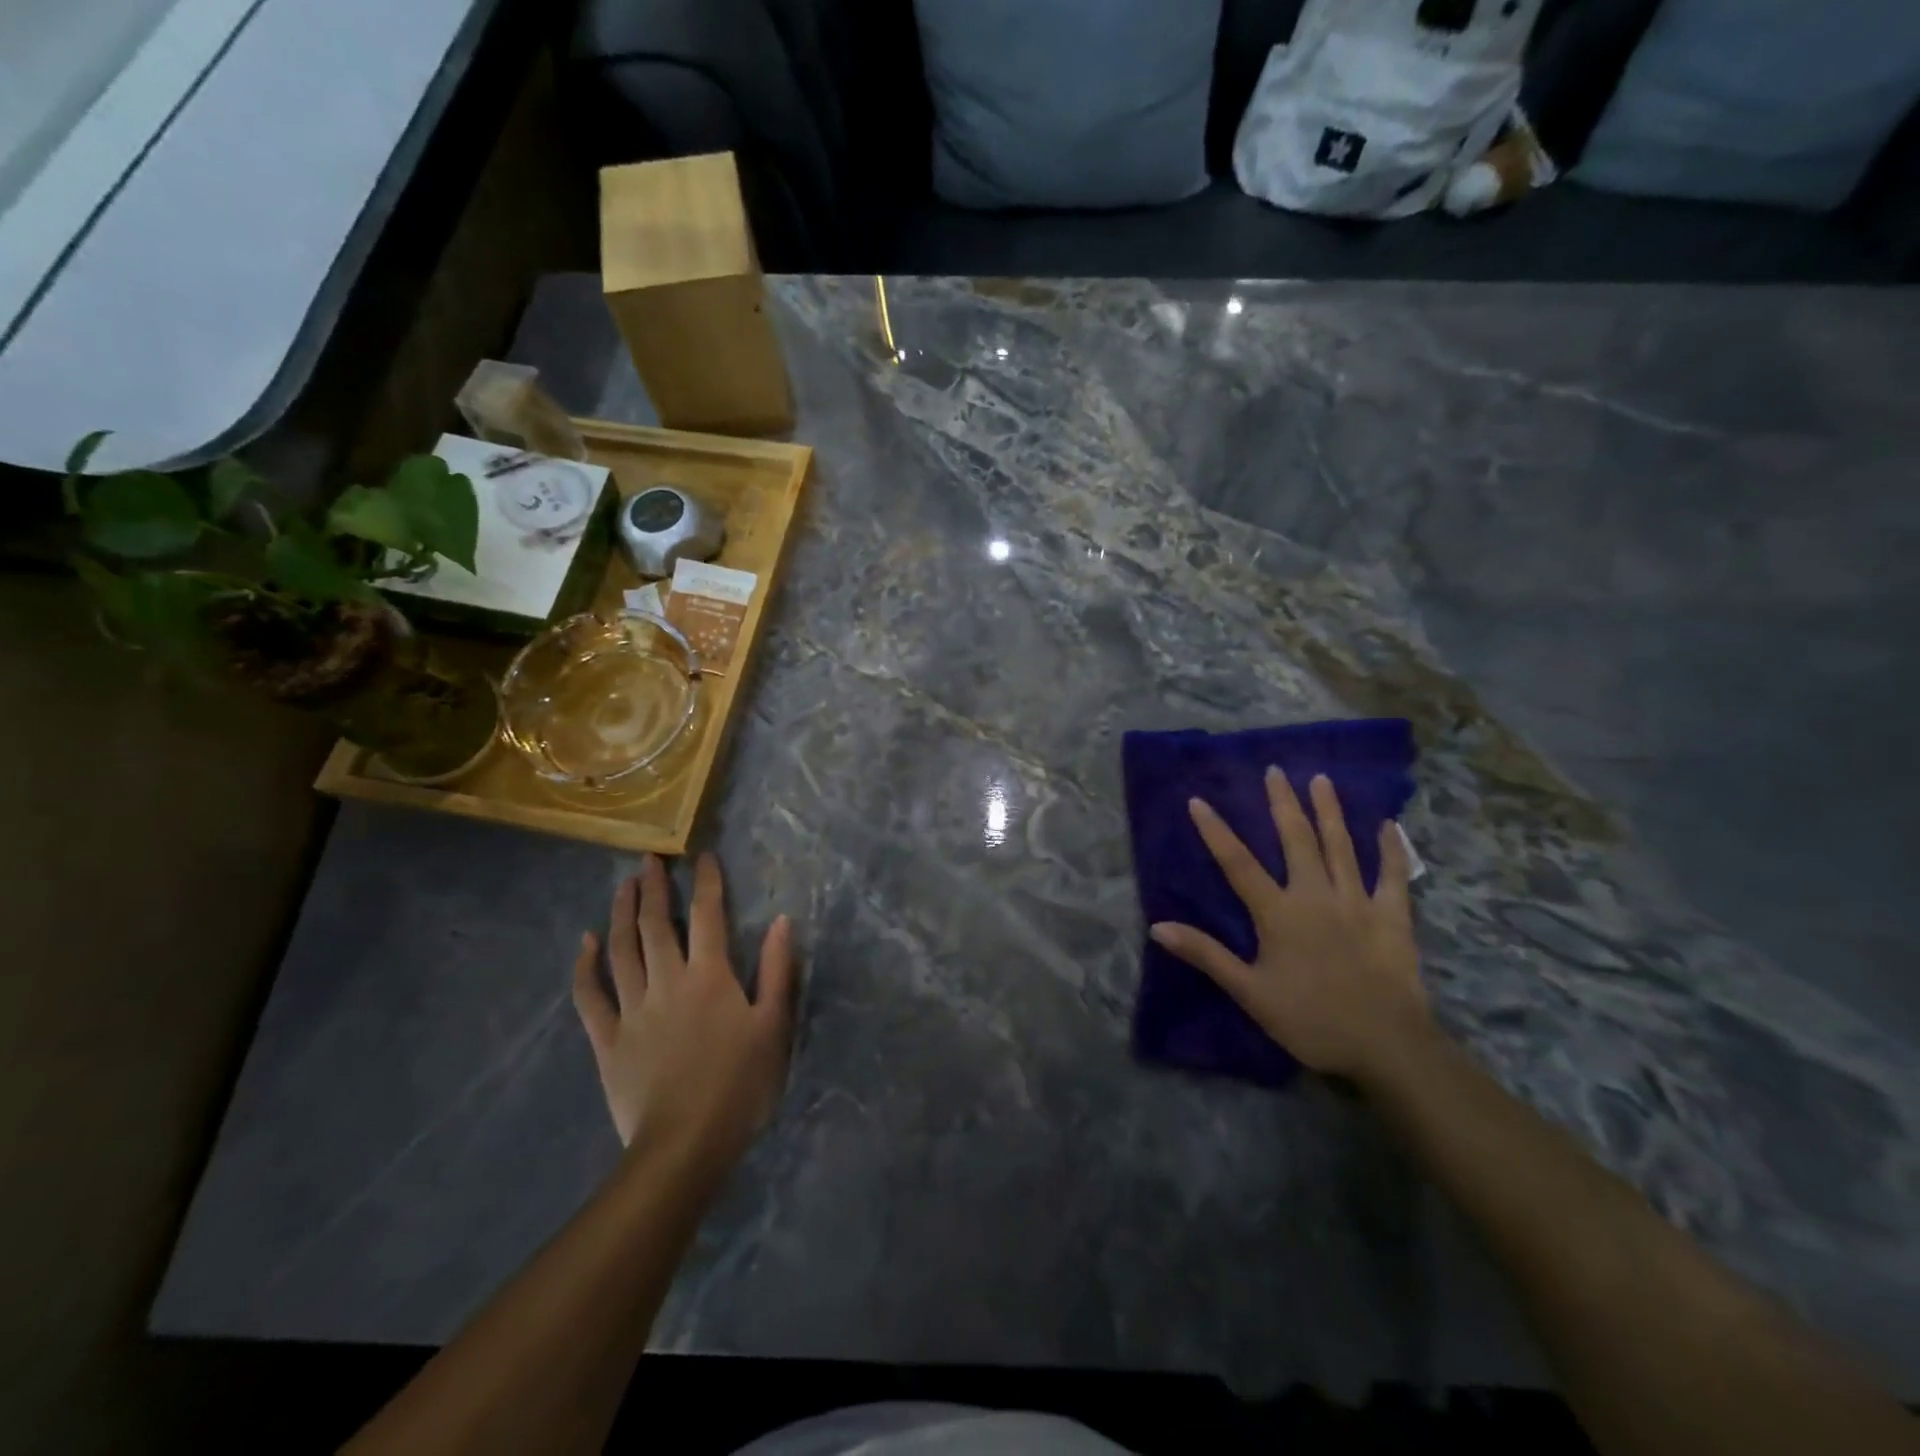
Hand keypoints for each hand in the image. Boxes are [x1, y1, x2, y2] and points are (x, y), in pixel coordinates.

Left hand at [571, 854, 794, 1173]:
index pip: (708, 915)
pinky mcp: (607, 1039)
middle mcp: (667, 980)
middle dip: (654, 888)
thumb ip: (778, 970)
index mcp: (710, 976)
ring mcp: (632, 1009)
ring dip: (621, 913)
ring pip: (622, 949)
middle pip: (656, 924)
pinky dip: (586, 965)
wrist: (685, 1146)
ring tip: (623, 886)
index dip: (707, 882)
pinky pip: (590, 995)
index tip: (703, 857)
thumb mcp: (774, 1026)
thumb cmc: (740, 1085)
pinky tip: (586, 942)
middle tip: (649, 860)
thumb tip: (782, 920)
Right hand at [1149, 769, 1429, 1081]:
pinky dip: (1391, 849)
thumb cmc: (1310, 1019)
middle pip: (1296, 839)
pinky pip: (1393, 876)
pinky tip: (1389, 825)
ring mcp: (1358, 902)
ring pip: (1340, 846)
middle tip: (1275, 771)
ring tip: (1320, 779)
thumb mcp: (1249, 992)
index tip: (1198, 800)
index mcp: (1278, 913)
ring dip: (1329, 810)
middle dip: (1282, 803)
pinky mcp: (1393, 917)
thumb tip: (1158, 926)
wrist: (1386, 1046)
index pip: (1238, 863)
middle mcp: (1315, 895)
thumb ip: (1206, 954)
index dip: (1215, 831)